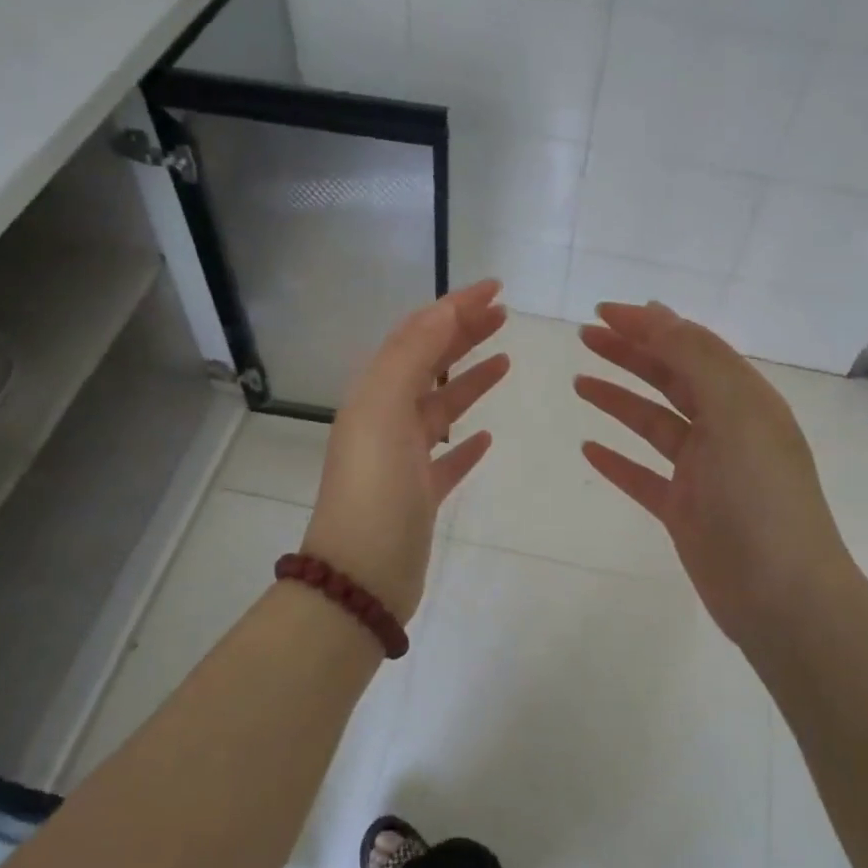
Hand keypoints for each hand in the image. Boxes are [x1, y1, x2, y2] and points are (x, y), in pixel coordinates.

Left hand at [301, 279, 509, 620]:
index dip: (454, 308)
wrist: (361, 578)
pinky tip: (487, 437)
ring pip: (441, 408)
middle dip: (464, 335)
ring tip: (505, 361)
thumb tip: (443, 310)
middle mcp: (385, 420)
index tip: (496, 289)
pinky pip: (447, 458)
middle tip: (505, 316)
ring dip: (469, 380)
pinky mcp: (419, 495)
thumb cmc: (375, 489)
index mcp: (375, 395)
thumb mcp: (385, 410)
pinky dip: (466, 442)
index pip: (417, 335)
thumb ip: (412, 356)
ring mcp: (401, 460)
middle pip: (429, 365)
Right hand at [574, 301, 857, 658]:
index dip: (649, 326)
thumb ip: (696, 360)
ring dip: (619, 400)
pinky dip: (618, 460)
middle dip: (629, 355)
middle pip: (671, 380)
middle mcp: (726, 430)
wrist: (781, 596)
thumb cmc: (760, 497)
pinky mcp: (685, 511)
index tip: (602, 312)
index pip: (692, 347)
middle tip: (584, 338)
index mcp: (744, 401)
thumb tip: (659, 315)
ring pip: (654, 424)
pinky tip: (589, 449)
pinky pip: (644, 476)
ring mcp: (704, 472)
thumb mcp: (735, 414)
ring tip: (579, 383)